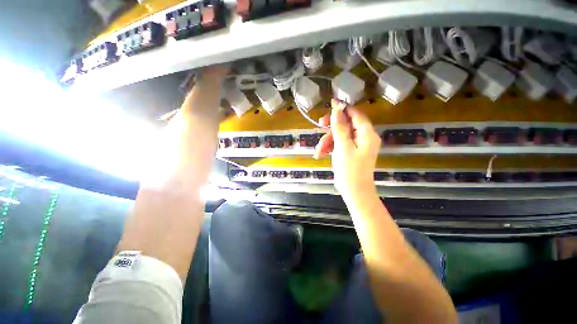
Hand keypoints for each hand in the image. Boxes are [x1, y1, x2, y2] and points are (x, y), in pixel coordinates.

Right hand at [314, 99, 380, 198]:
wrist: (354, 192)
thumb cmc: (350, 170)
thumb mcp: (343, 147)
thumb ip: (340, 128)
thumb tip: (336, 110)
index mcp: (367, 134)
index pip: (356, 114)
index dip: (343, 108)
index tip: (330, 104)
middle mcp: (364, 137)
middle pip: (346, 124)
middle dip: (331, 128)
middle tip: (319, 126)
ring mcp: (356, 145)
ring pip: (339, 135)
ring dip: (327, 141)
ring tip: (319, 151)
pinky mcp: (350, 152)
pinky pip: (338, 144)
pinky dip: (329, 148)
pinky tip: (320, 154)